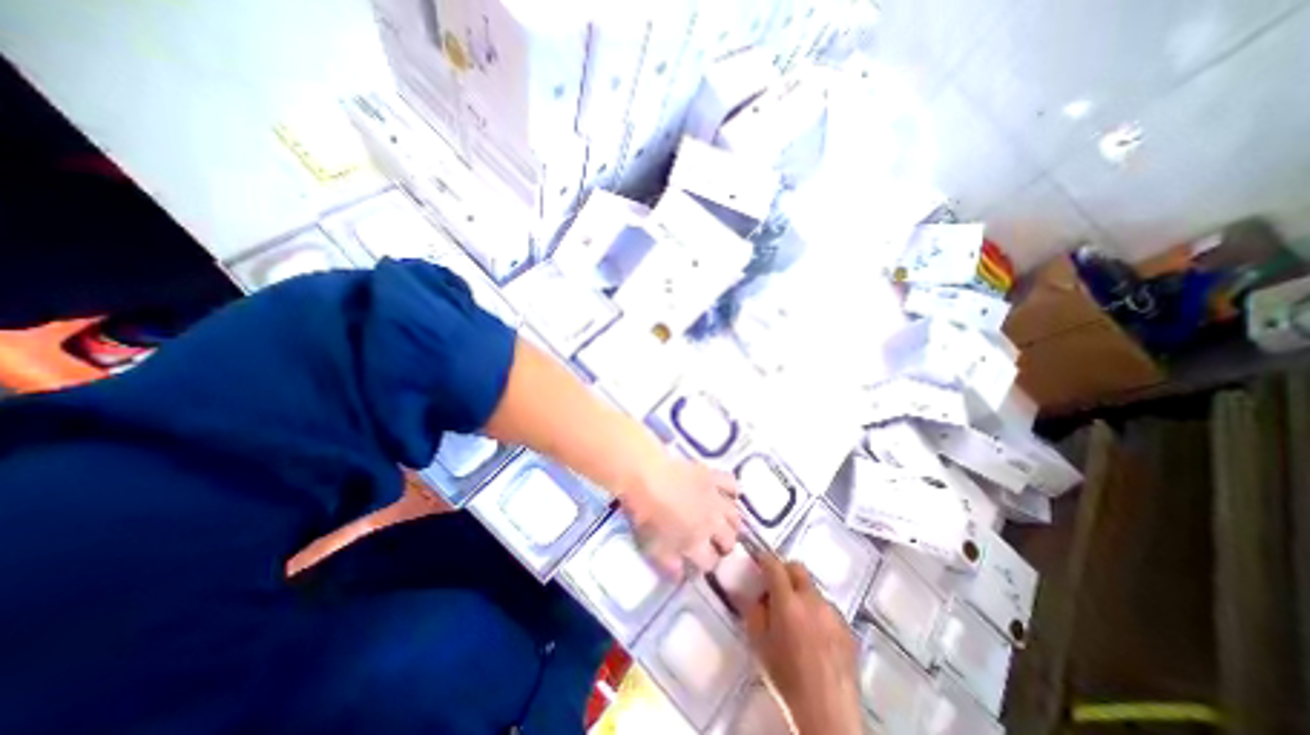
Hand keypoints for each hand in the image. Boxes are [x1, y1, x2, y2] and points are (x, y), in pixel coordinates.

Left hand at [621, 454, 739, 580]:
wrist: (647, 476)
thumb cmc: (646, 513)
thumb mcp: (652, 546)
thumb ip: (670, 564)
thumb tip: (683, 575)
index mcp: (697, 543)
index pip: (711, 562)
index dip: (706, 564)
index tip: (700, 561)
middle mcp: (713, 523)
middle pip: (729, 541)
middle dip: (724, 545)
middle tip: (714, 542)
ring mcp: (716, 499)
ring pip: (736, 517)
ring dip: (731, 523)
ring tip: (722, 523)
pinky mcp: (714, 477)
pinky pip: (732, 485)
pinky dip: (733, 491)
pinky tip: (727, 495)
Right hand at [741, 554, 866, 731]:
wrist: (828, 714)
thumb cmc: (787, 679)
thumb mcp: (759, 645)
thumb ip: (754, 613)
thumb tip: (756, 596)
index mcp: (787, 602)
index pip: (774, 565)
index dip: (764, 560)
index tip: (759, 562)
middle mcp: (812, 600)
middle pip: (797, 569)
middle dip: (785, 571)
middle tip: (777, 587)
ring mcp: (833, 613)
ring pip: (814, 590)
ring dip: (802, 594)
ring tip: (797, 618)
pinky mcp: (848, 629)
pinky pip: (828, 609)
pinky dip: (818, 612)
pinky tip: (815, 635)